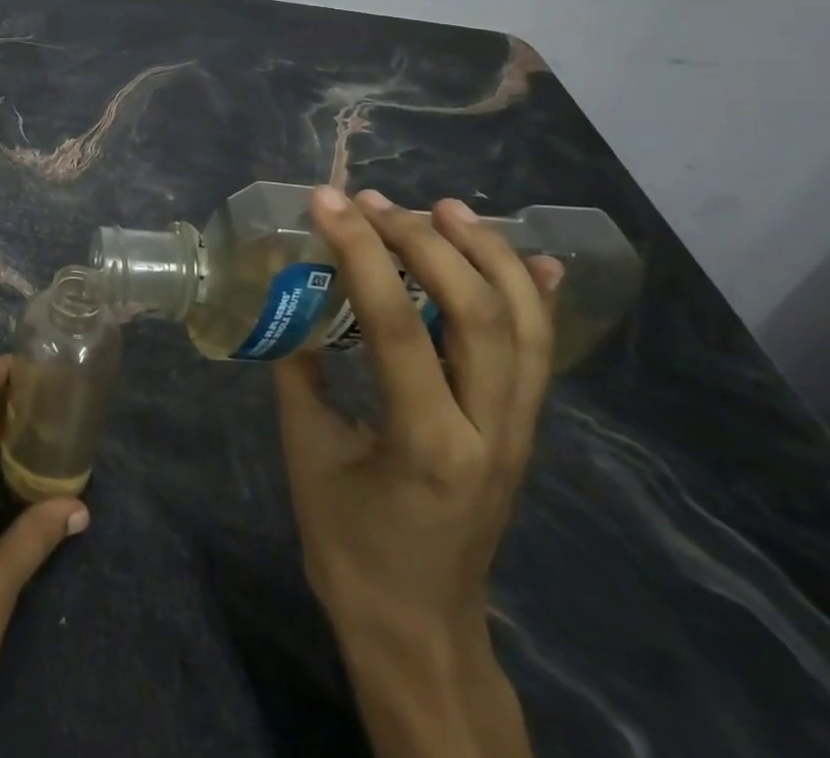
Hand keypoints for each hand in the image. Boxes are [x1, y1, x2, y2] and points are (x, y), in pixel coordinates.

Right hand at [274, 187, 563, 757]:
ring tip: (445, 207)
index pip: (397, 325)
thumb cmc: (350, 546)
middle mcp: (489, 431)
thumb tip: (290, 297)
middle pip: (479, 314)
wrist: (419, 627)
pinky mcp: (523, 431)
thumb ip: (301, 369)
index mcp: (426, 444)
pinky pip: (540, 353)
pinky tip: (529, 256)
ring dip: (487, 255)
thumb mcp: (305, 453)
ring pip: (525, 326)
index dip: (360, 252)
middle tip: (375, 203)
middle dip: (426, 243)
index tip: (327, 202)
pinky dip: (535, 297)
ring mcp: (517, 432)